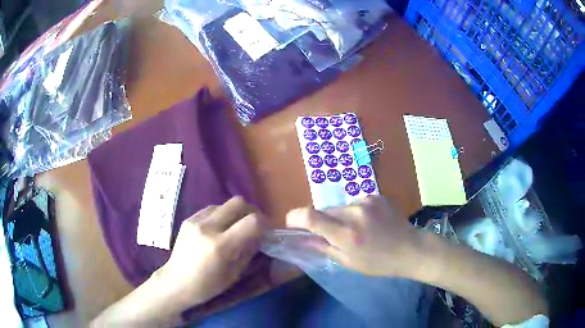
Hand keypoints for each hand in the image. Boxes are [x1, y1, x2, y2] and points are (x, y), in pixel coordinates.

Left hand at [156, 196, 264, 307]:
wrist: (176, 282)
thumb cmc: (207, 285)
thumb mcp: (234, 273)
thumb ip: (249, 251)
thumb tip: (260, 236)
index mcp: (221, 246)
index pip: (252, 221)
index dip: (263, 224)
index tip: (265, 232)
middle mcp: (208, 227)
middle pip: (238, 202)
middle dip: (250, 211)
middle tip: (252, 225)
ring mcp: (196, 221)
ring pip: (224, 204)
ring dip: (234, 213)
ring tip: (233, 228)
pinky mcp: (188, 219)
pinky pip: (211, 209)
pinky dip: (220, 215)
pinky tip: (218, 229)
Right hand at [286, 195, 421, 276]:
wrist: (410, 249)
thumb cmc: (378, 263)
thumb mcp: (348, 262)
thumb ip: (323, 247)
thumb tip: (302, 239)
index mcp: (346, 234)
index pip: (311, 217)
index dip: (295, 217)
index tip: (292, 223)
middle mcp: (354, 212)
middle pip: (324, 210)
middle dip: (321, 221)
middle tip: (331, 235)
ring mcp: (366, 201)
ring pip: (339, 207)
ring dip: (339, 218)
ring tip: (355, 231)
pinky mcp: (375, 196)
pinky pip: (354, 203)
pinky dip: (354, 213)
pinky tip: (367, 223)